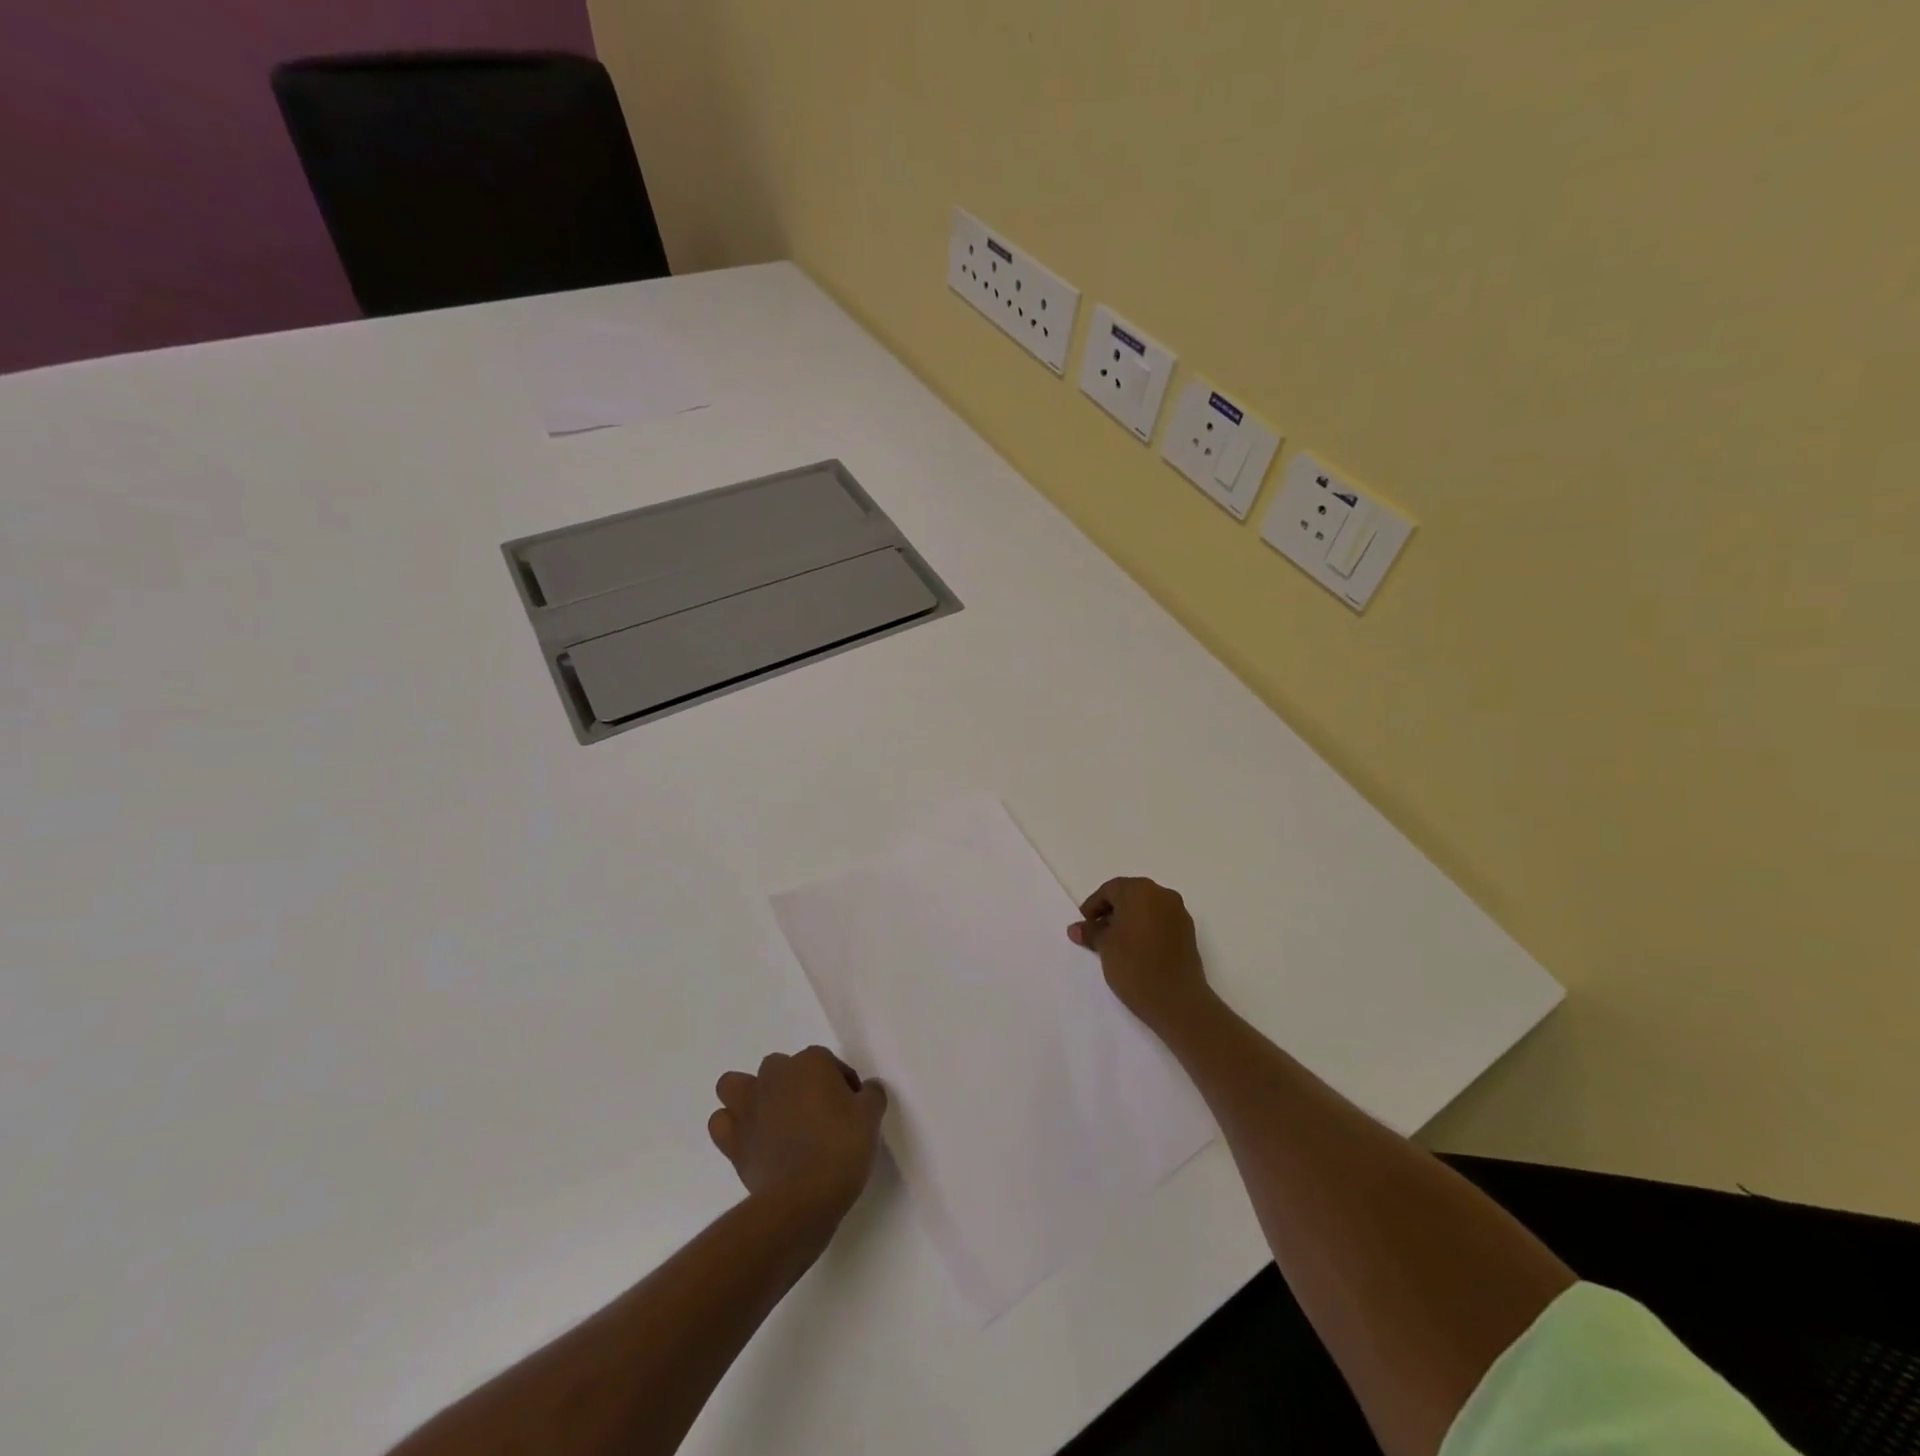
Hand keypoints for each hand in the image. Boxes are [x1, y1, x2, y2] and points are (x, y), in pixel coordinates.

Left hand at [709, 1047, 887, 1226]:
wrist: (803, 1198)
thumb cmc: (841, 1148)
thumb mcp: (871, 1116)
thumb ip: (871, 1094)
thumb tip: (867, 1090)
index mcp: (810, 1062)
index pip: (828, 1063)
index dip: (841, 1085)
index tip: (850, 1110)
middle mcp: (775, 1075)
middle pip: (783, 1068)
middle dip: (795, 1085)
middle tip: (815, 1115)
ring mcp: (749, 1106)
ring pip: (736, 1084)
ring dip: (750, 1096)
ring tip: (771, 1119)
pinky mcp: (732, 1140)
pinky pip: (722, 1123)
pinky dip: (732, 1128)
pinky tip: (751, 1141)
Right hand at [1068, 877, 1212, 1032]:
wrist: (1177, 1000)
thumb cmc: (1134, 966)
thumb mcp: (1105, 947)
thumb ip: (1090, 932)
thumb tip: (1075, 928)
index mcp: (1139, 890)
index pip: (1110, 890)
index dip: (1093, 906)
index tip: (1084, 925)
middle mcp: (1162, 894)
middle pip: (1130, 895)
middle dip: (1112, 911)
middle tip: (1097, 932)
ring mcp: (1178, 912)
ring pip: (1147, 908)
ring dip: (1129, 920)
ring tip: (1115, 943)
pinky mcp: (1188, 931)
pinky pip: (1161, 921)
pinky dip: (1146, 928)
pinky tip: (1136, 949)